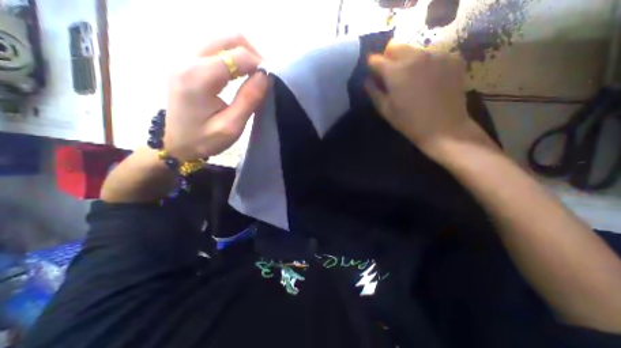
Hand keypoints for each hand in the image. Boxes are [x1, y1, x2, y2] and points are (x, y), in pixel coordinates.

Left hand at [162, 34, 266, 160]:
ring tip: (253, 75)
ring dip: (243, 55)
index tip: (269, 81)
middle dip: (253, 55)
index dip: (258, 65)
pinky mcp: (186, 61)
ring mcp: (184, 57)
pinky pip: (215, 48)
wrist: (175, 142)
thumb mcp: (231, 126)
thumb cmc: (204, 139)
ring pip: (223, 40)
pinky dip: (233, 57)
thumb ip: (249, 99)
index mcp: (198, 77)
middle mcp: (187, 58)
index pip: (237, 56)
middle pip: (229, 38)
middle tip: (263, 76)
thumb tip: (265, 75)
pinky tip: (239, 74)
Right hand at [365, 41, 492, 158]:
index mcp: (396, 71)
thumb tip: (367, 80)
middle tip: (392, 76)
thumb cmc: (409, 122)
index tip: (373, 74)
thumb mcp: (385, 110)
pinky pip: (433, 56)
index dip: (372, 66)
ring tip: (412, 80)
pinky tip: (430, 81)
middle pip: (395, 46)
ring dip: (408, 61)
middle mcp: (416, 57)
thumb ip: (373, 92)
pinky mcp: (453, 59)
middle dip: (389, 58)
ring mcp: (437, 55)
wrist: (443, 128)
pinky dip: (427, 65)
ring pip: (415, 50)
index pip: (376, 59)